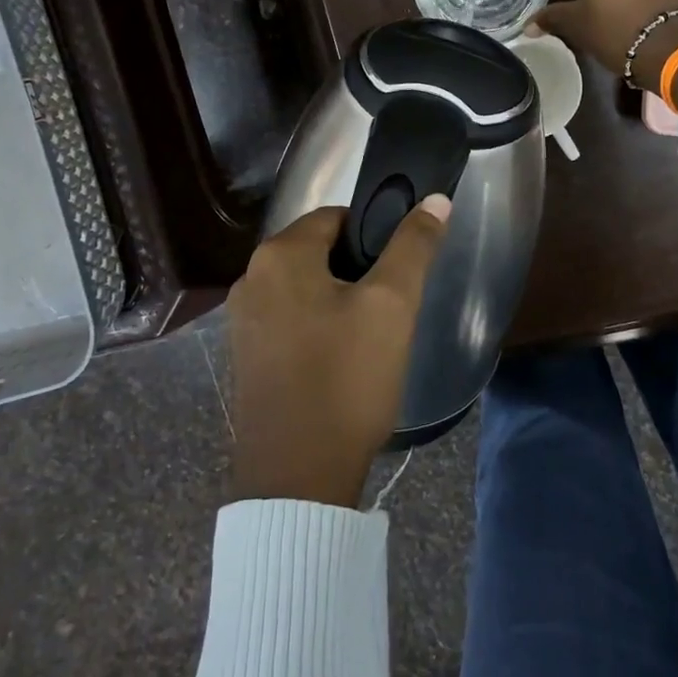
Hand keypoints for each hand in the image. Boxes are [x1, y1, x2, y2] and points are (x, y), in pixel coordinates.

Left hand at [226, 198, 450, 506]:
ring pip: (305, 287)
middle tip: (391, 306)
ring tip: (372, 336)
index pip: (336, 217)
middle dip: (357, 269)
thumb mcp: (392, 305)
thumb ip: (414, 246)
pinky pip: (289, 320)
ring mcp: (242, 321)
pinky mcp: (245, 356)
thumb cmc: (347, 378)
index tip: (399, 270)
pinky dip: (317, 326)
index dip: (374, 235)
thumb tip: (435, 199)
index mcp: (278, 256)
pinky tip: (341, 360)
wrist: (298, 477)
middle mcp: (250, 279)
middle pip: (318, 251)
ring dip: (339, 299)